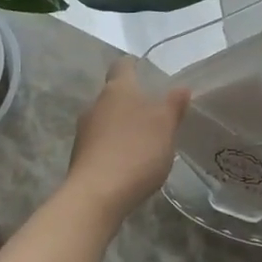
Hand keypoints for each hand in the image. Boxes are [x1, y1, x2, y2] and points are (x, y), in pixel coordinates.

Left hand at [63, 58, 191, 227]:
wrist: (96, 196)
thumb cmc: (136, 151)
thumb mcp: (165, 126)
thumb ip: (174, 105)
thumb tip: (181, 88)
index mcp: (117, 89)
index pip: (123, 65)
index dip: (134, 66)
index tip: (146, 71)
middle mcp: (96, 104)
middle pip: (114, 94)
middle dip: (131, 101)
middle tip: (154, 113)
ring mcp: (84, 131)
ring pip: (106, 119)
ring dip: (122, 126)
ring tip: (144, 142)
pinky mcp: (80, 157)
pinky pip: (101, 143)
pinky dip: (114, 148)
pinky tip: (129, 164)